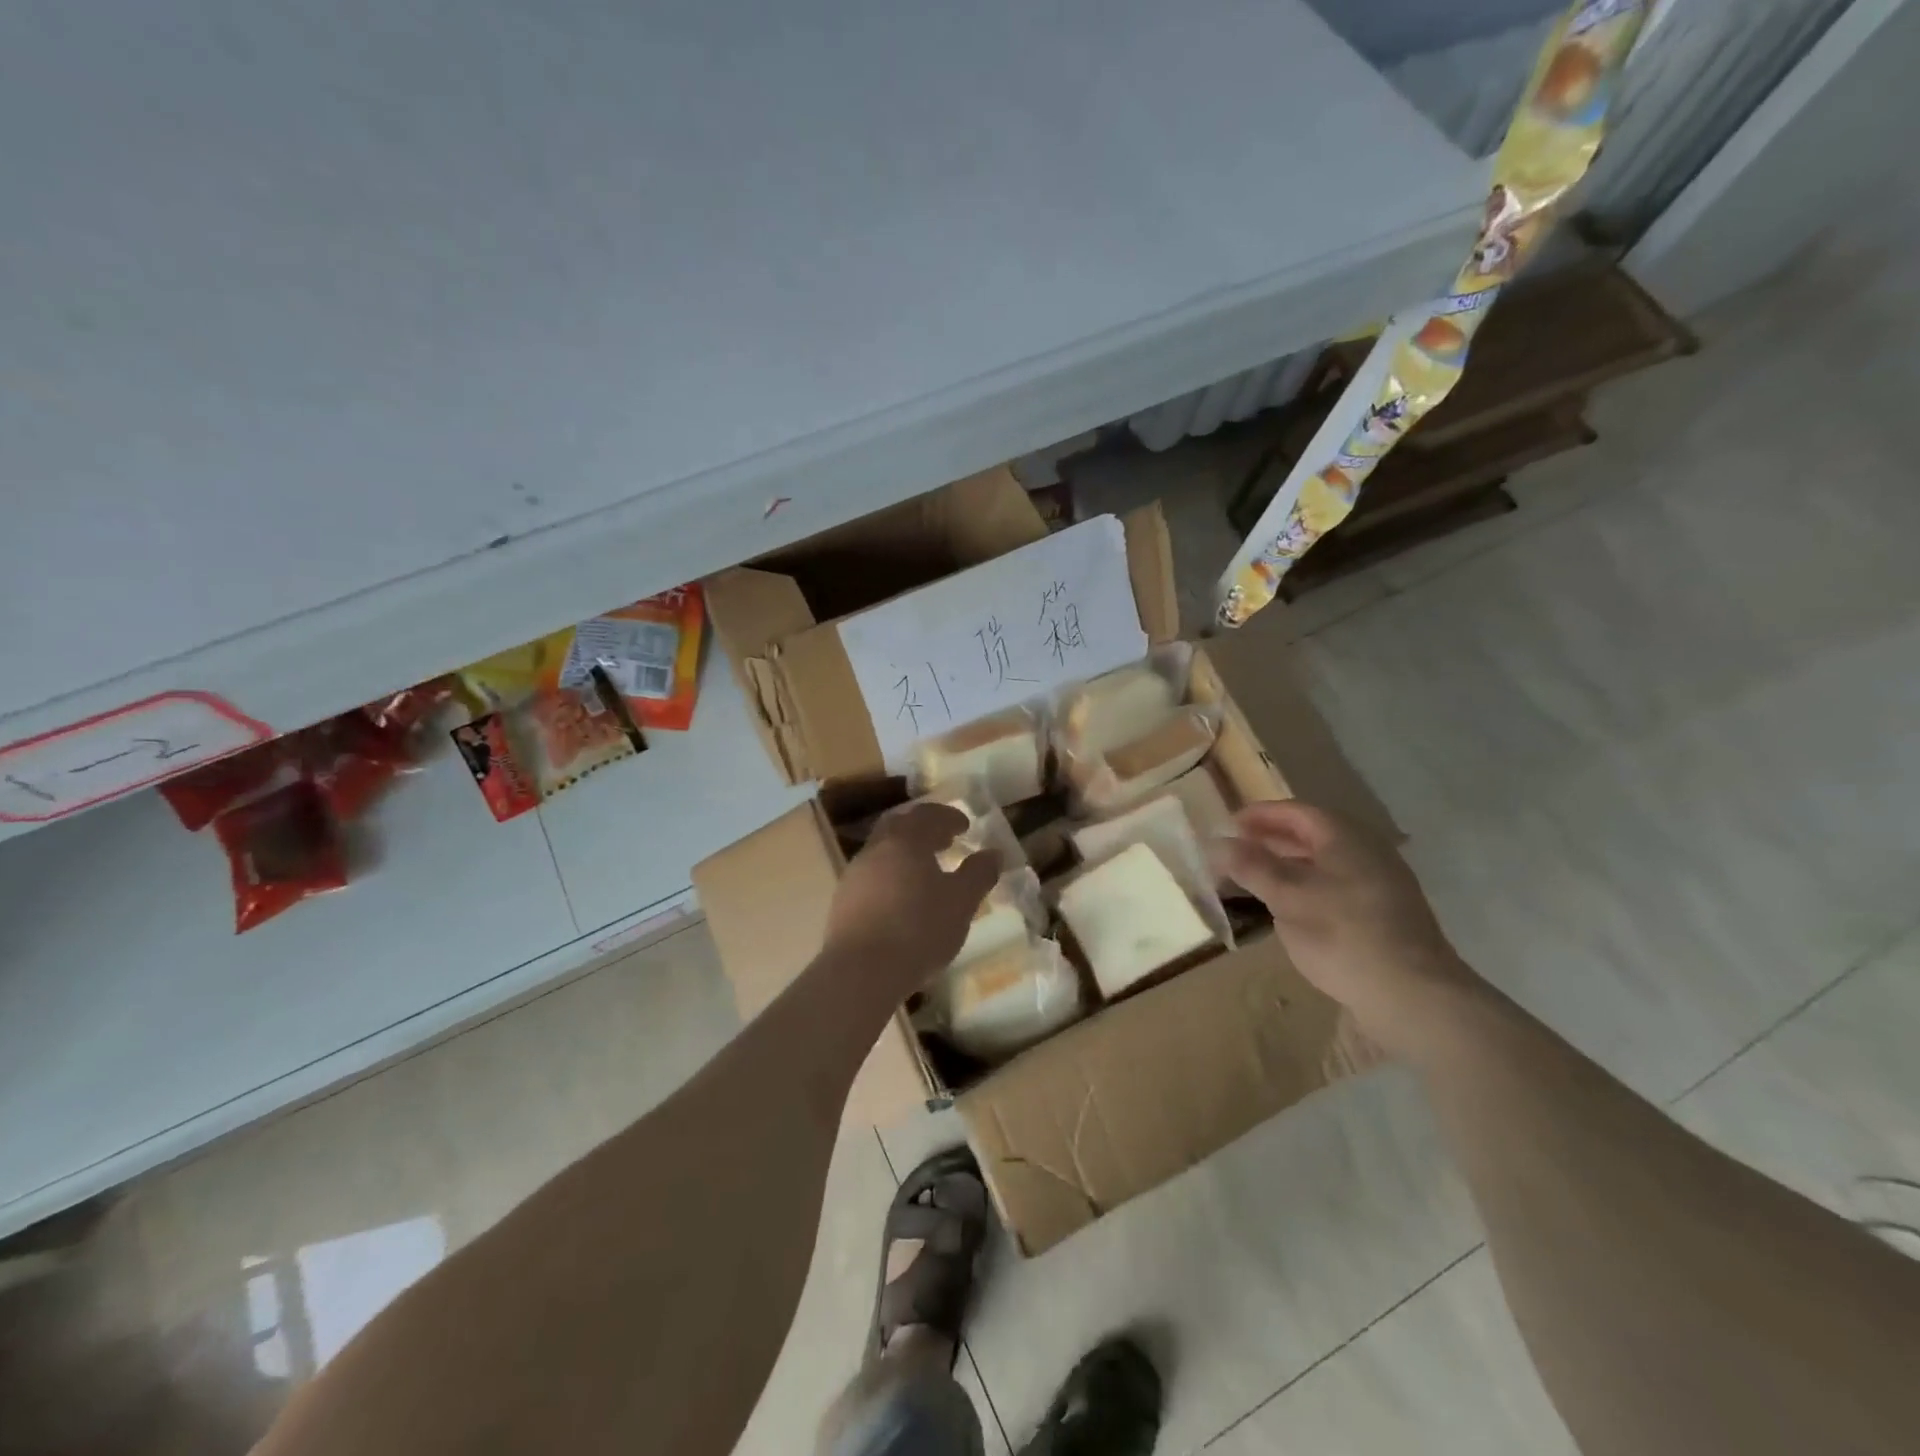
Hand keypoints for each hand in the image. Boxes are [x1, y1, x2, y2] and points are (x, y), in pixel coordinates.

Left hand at [824, 803, 1000, 996]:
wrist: (861, 971)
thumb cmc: (919, 929)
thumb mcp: (961, 903)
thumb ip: (978, 874)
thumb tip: (993, 853)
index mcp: (905, 841)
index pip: (928, 815)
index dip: (948, 817)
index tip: (965, 825)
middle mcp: (876, 849)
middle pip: (899, 826)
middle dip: (923, 829)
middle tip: (943, 840)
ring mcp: (855, 875)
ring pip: (882, 851)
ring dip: (905, 854)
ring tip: (925, 872)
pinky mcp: (843, 902)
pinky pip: (872, 876)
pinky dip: (891, 876)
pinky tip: (901, 899)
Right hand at [1212, 800, 1480, 1059]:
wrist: (1414, 996)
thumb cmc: (1342, 935)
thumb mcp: (1286, 897)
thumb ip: (1251, 866)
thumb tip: (1217, 843)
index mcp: (1345, 837)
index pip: (1295, 811)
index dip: (1259, 815)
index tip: (1228, 825)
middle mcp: (1367, 851)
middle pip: (1312, 835)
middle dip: (1271, 841)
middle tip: (1237, 852)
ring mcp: (1381, 884)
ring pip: (1324, 863)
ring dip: (1287, 867)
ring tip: (1255, 881)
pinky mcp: (1386, 915)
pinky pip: (1337, 887)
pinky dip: (1307, 888)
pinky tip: (1290, 911)